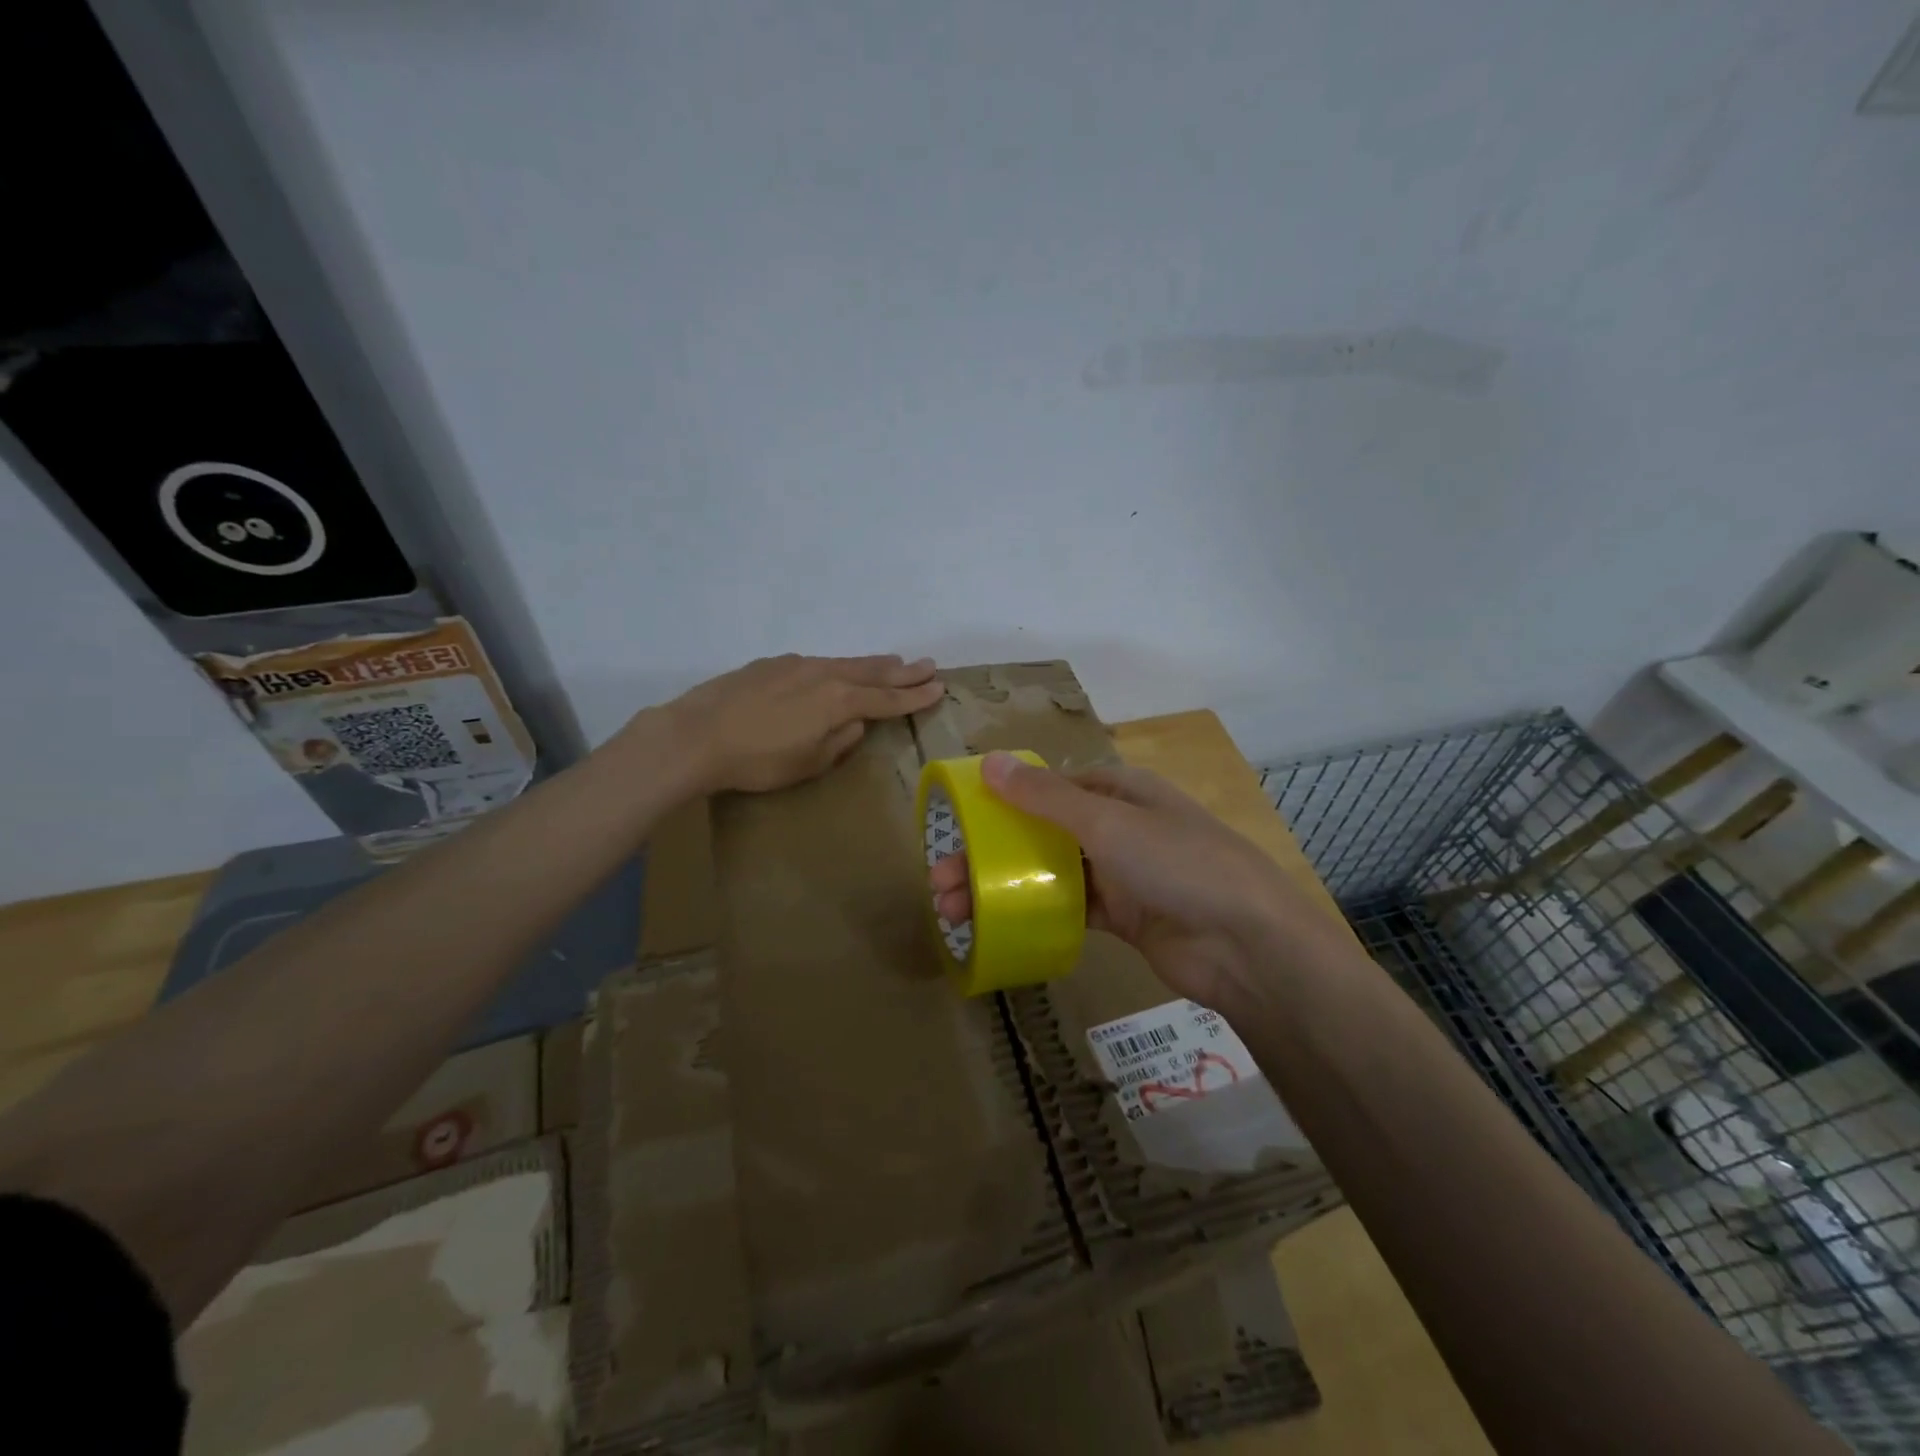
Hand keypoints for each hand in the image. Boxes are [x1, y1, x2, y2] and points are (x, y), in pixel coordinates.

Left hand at [662, 654, 942, 793]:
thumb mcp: (808, 763)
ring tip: (892, 662)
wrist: (696, 736)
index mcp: (838, 701)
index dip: (914, 696)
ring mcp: (795, 665)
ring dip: (871, 664)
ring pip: (844, 662)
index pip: (887, 699)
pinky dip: (837, 667)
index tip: (938, 688)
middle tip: (928, 665)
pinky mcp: (770, 665)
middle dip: (902, 671)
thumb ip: (840, 741)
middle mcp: (823, 674)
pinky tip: (834, 671)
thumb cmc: (757, 761)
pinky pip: (816, 663)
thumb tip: (855, 723)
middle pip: (872, 672)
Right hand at [928, 752, 1324, 1007]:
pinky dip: (1034, 912)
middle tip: (941, 881)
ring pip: (1049, 872)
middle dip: (991, 854)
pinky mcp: (1123, 916)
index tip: (959, 824)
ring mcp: (1120, 873)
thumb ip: (1045, 797)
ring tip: (955, 911)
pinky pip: (1068, 908)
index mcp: (1117, 790)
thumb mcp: (1108, 822)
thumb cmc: (1178, 863)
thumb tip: (989, 762)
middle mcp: (1117, 826)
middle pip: (1040, 833)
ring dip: (1004, 887)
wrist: (1248, 945)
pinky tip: (997, 926)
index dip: (1002, 801)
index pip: (1048, 786)